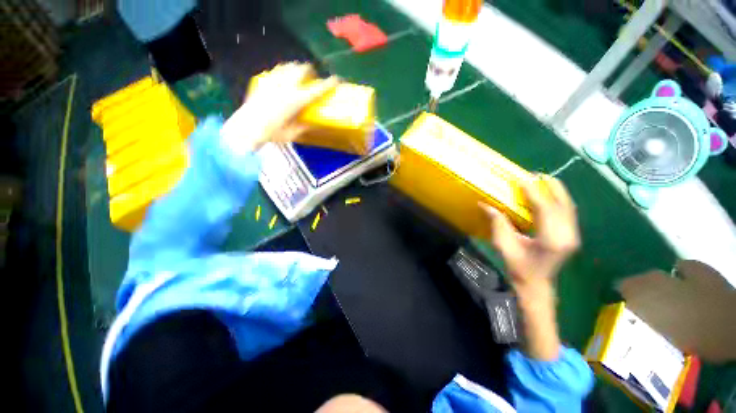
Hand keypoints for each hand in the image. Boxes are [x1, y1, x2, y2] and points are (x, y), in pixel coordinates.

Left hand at [220, 62, 338, 153]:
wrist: (245, 129)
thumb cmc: (272, 134)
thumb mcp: (292, 134)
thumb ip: (303, 127)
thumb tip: (312, 125)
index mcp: (296, 101)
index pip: (317, 90)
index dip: (329, 84)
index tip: (337, 79)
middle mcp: (286, 87)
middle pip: (301, 69)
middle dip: (309, 70)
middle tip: (312, 77)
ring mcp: (273, 82)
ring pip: (288, 66)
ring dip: (296, 69)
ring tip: (298, 77)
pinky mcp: (263, 82)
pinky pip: (276, 71)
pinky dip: (283, 73)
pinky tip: (282, 81)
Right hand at [480, 176, 577, 359]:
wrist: (537, 285)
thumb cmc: (519, 268)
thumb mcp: (504, 246)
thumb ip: (497, 224)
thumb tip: (485, 204)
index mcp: (551, 240)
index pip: (545, 208)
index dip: (533, 192)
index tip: (521, 179)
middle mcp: (567, 235)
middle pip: (562, 204)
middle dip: (550, 186)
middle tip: (535, 175)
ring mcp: (572, 235)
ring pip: (568, 206)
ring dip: (556, 191)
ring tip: (542, 180)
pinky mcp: (571, 235)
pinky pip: (568, 212)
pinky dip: (559, 200)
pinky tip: (549, 195)